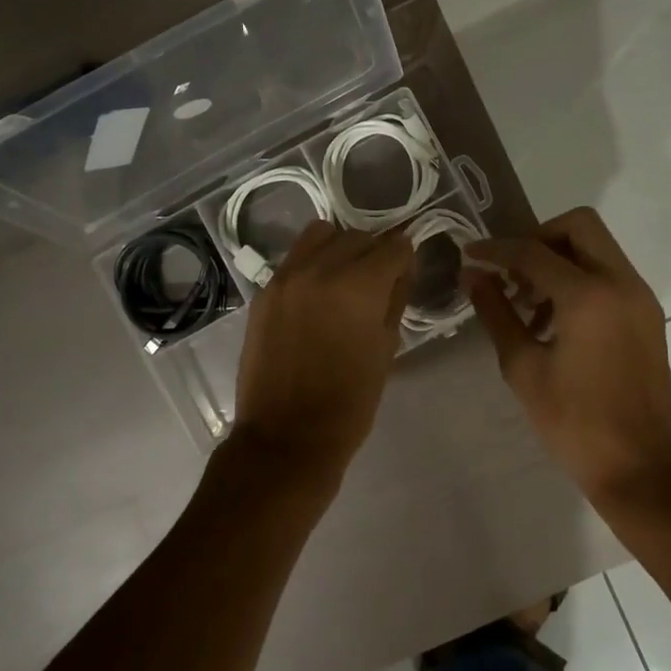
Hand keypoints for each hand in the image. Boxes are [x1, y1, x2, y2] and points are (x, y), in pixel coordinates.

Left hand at [227, 221, 412, 499]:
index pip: (393, 247)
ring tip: (346, 277)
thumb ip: (396, 299)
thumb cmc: (349, 402)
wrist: (286, 436)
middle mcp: (320, 269)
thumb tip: (401, 269)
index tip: (406, 273)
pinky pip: (295, 258)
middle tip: (380, 280)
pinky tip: (318, 291)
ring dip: (341, 247)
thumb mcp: (387, 349)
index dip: (406, 258)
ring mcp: (286, 277)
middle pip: (358, 236)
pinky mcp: (264, 291)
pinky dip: (313, 262)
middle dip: (376, 251)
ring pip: (321, 235)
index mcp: (358, 287)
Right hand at [468, 207, 670, 499]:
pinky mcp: (647, 315)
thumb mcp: (524, 368)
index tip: (469, 255)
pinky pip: (609, 273)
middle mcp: (621, 283)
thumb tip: (473, 276)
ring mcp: (640, 298)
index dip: (495, 250)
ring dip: (558, 259)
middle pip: (578, 226)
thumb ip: (497, 314)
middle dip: (537, 239)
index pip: (533, 252)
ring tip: (526, 304)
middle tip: (510, 273)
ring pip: (596, 247)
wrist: (644, 468)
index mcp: (588, 296)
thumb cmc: (576, 423)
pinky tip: (552, 320)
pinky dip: (579, 278)